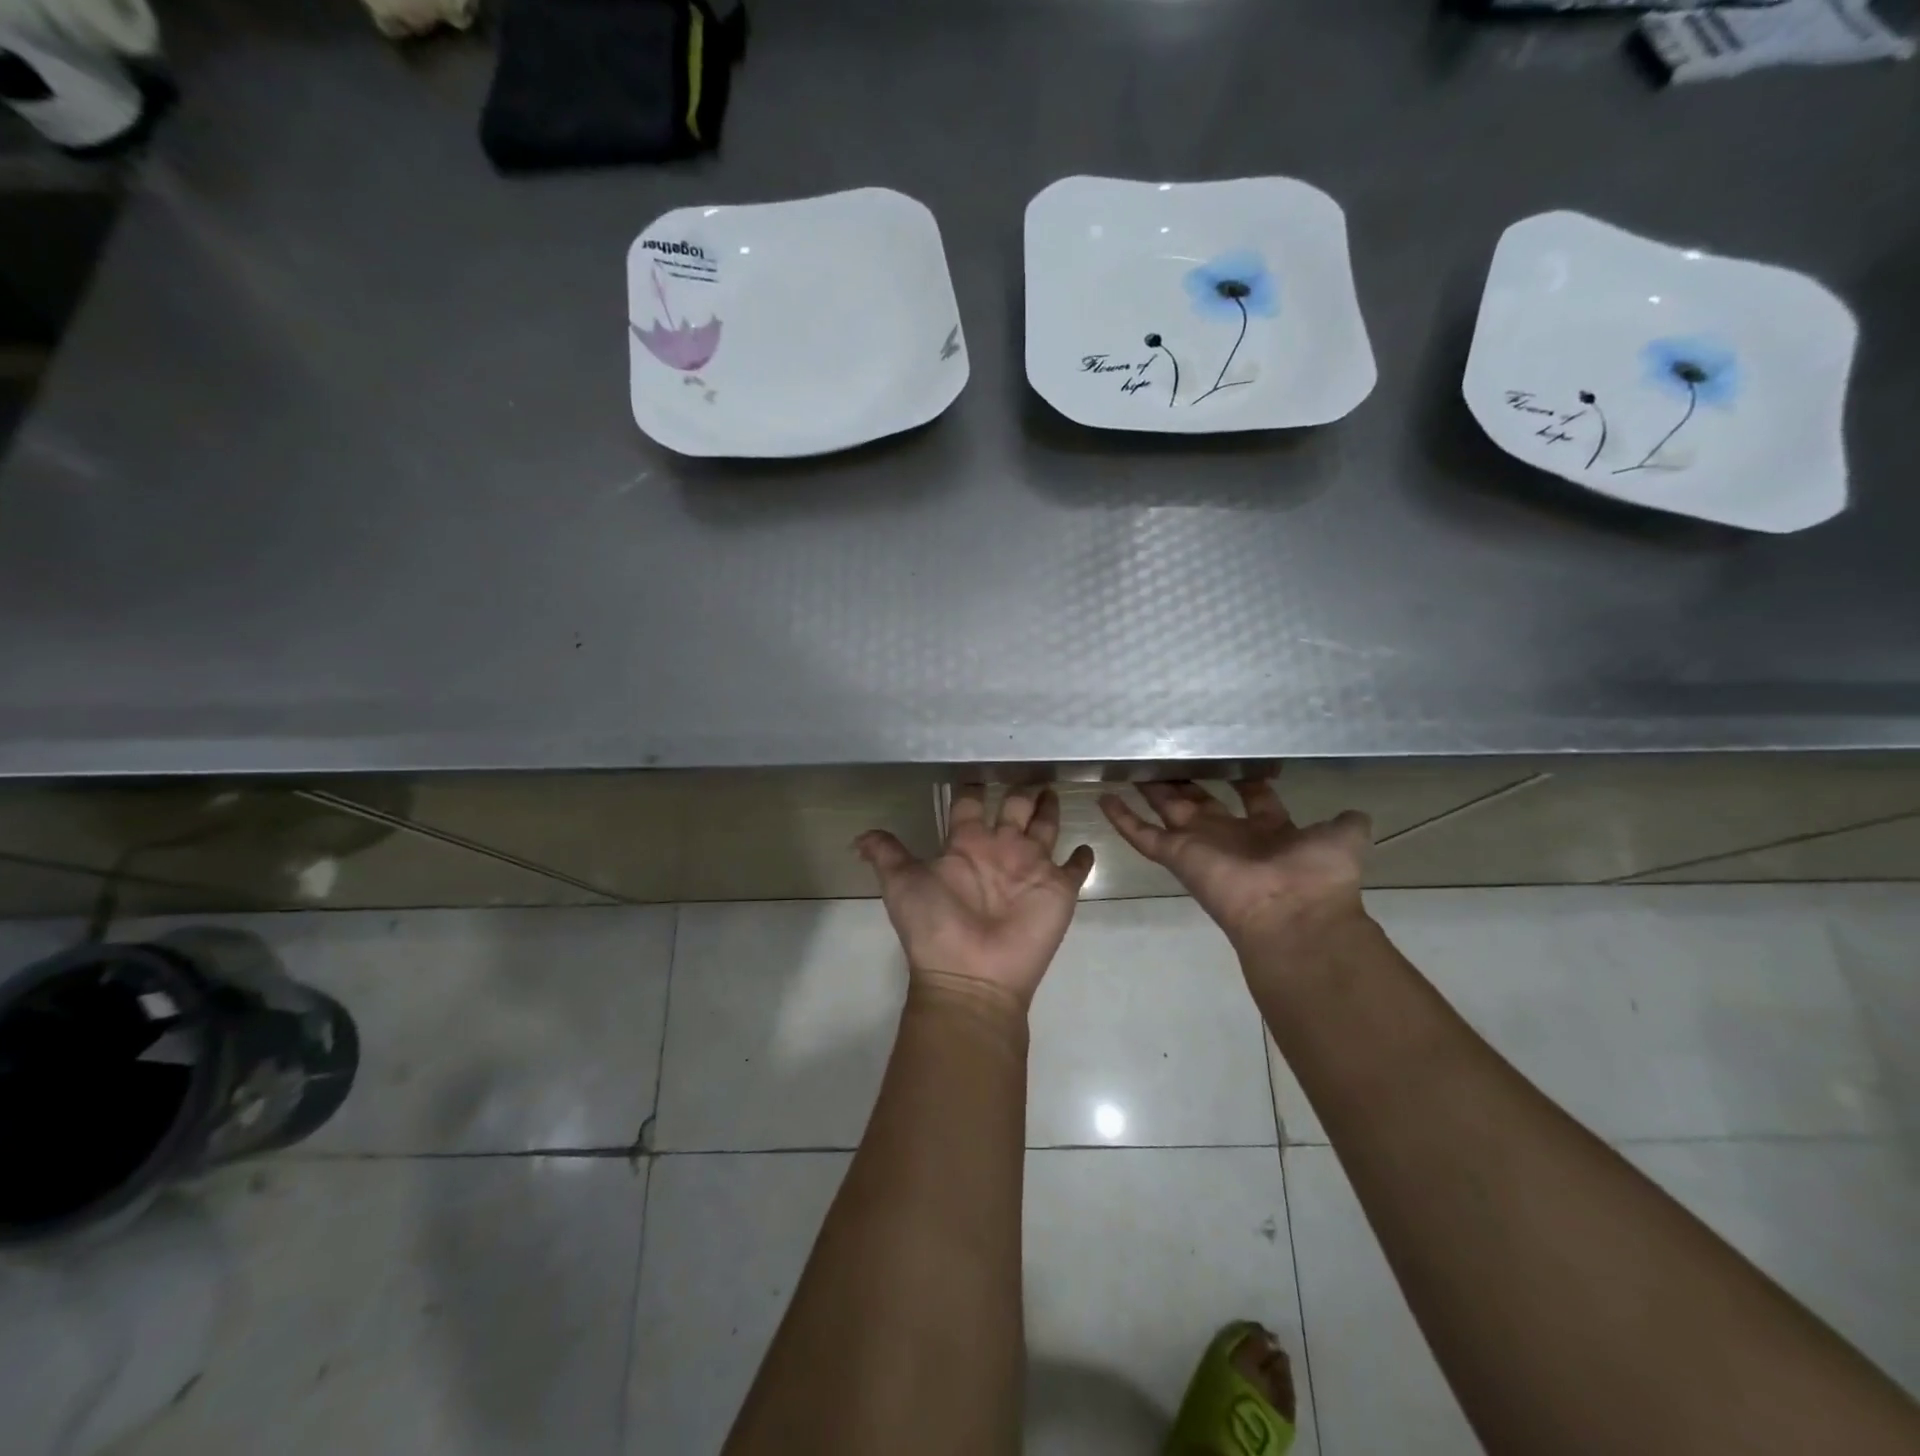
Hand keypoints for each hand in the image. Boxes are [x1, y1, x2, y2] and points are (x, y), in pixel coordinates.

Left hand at [857, 786, 1094, 1010]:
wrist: (970, 974)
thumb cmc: (936, 926)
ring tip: (1052, 789)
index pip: (969, 805)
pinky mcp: (1059, 889)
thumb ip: (886, 854)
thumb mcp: (901, 883)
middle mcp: (1000, 850)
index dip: (972, 787)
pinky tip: (1085, 846)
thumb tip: (858, 838)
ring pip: (1045, 828)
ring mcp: (1031, 868)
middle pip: (1013, 809)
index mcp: (965, 845)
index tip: (978, 764)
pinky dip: (1082, 857)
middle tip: (1030, 765)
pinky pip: (1076, 867)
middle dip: (1020, 791)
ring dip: (1049, 810)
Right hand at [1099, 781, 1369, 954]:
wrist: (1292, 915)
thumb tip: (1356, 813)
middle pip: (1201, 801)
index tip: (1232, 757)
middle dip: (1186, 780)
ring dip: (1151, 791)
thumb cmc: (1316, 876)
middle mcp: (1231, 835)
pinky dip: (1122, 818)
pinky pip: (1142, 835)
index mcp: (1268, 829)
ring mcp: (1199, 845)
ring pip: (1167, 811)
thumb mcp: (1343, 840)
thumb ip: (1345, 824)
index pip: (1252, 796)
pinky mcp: (1176, 856)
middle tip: (1168, 754)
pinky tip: (1104, 797)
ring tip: (1132, 766)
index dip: (1244, 778)